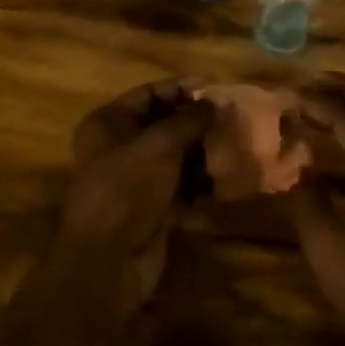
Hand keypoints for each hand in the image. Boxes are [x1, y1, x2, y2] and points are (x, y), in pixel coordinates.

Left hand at [59, 79, 211, 313]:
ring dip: (203, 151)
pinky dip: (201, 181)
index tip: (217, 85)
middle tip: (233, 116)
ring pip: (175, 156)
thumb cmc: (127, 187)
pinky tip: (227, 177)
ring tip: (236, 144)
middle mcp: (118, 146)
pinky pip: (181, 185)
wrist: (109, 260)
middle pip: (164, 124)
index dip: (182, 87)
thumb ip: (191, 120)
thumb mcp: (160, 144)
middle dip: (197, 121)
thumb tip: (219, 102)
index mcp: (108, 122)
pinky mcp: (151, 207)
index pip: (149, 93)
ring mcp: (135, 179)